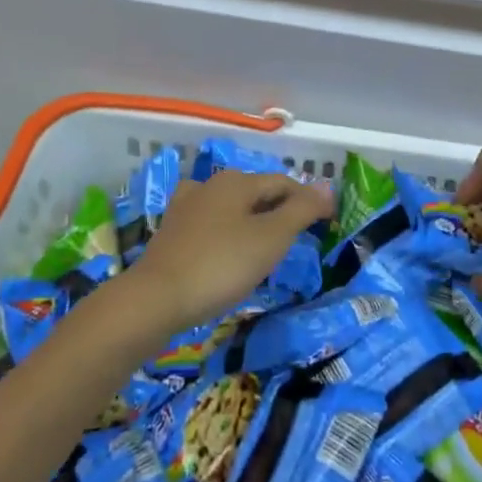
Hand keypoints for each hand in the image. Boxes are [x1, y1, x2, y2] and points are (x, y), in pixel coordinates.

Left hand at [126, 169, 330, 333]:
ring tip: (265, 244)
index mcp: (237, 181)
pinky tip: (227, 249)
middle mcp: (210, 184)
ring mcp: (186, 207)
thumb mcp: (271, 238)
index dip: (308, 200)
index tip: (327, 222)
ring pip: (231, 207)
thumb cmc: (220, 265)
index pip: (283, 183)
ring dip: (252, 220)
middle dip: (280, 209)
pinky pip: (210, 224)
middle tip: (299, 237)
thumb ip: (301, 210)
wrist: (154, 299)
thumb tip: (327, 187)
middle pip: (256, 192)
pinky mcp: (171, 232)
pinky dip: (227, 232)